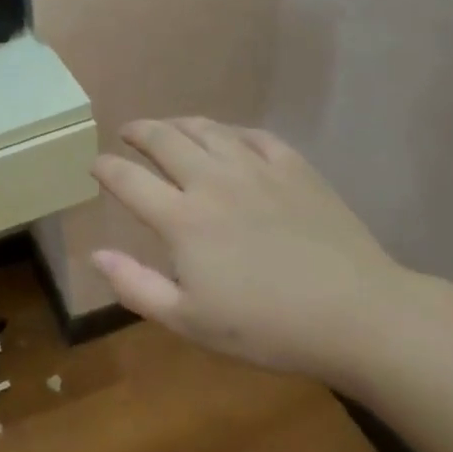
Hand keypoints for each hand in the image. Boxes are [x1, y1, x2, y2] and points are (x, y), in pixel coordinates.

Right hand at [91, 119, 421, 382]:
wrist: (358, 315)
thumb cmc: (266, 327)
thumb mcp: (189, 321)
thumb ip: (136, 286)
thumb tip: (96, 254)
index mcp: (182, 219)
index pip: (128, 180)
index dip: (105, 168)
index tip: (95, 165)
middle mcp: (213, 182)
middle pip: (164, 140)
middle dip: (138, 132)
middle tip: (127, 133)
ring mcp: (257, 170)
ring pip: (207, 130)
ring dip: (178, 124)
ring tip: (168, 128)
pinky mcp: (295, 169)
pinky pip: (254, 136)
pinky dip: (231, 132)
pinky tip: (228, 139)